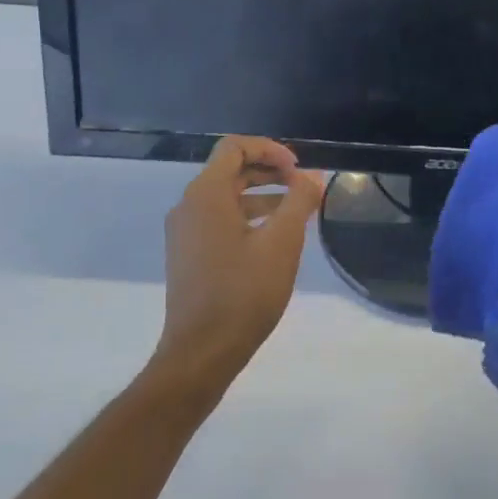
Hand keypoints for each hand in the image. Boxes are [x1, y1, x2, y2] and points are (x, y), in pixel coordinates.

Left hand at [153, 136, 322, 389]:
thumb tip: (312, 177)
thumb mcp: (282, 244)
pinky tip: (273, 239)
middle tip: (303, 187)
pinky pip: (219, 220)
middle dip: (269, 171)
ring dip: (262, 195)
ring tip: (297, 213)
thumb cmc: (244, 293)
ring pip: (225, 197)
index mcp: (205, 195)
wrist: (202, 351)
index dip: (270, 149)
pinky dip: (247, 217)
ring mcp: (184, 232)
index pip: (235, 148)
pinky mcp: (188, 254)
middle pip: (229, 170)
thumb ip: (299, 202)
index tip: (300, 170)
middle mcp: (188, 206)